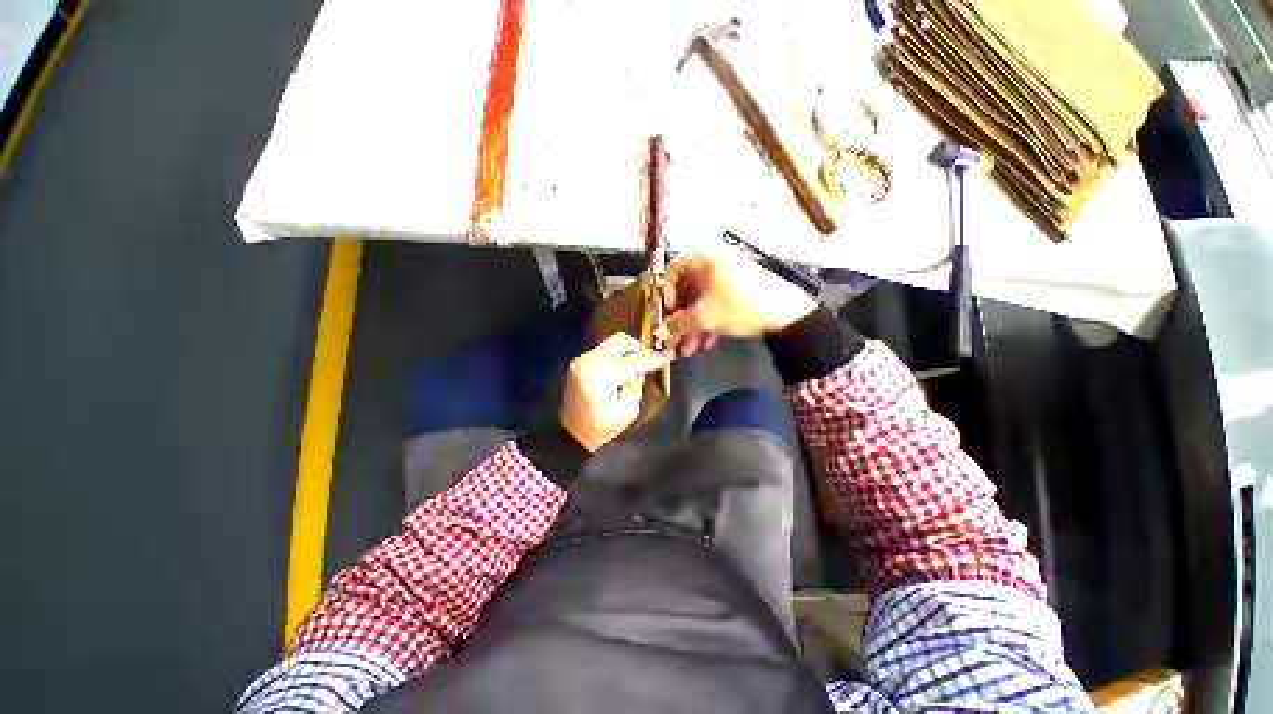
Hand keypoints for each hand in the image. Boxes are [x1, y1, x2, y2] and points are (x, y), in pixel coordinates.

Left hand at [561, 333, 669, 451]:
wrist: (571, 434)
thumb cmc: (601, 428)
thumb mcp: (628, 411)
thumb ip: (637, 384)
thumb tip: (643, 368)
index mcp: (601, 378)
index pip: (633, 361)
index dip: (652, 359)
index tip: (665, 357)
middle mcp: (589, 363)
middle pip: (620, 340)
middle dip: (637, 348)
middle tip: (647, 360)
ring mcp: (581, 360)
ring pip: (611, 343)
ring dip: (625, 351)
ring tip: (633, 367)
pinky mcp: (578, 362)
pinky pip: (602, 350)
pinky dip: (614, 355)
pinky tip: (619, 370)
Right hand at [655, 250, 815, 356]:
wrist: (786, 313)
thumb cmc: (739, 307)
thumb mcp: (705, 317)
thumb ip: (678, 324)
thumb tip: (658, 332)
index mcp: (703, 261)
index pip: (673, 269)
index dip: (667, 292)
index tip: (669, 312)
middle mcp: (714, 264)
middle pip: (687, 290)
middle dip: (681, 319)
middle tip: (676, 340)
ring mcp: (728, 277)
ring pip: (702, 300)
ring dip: (694, 326)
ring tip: (690, 349)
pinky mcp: (739, 289)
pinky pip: (717, 303)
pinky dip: (710, 321)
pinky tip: (709, 343)